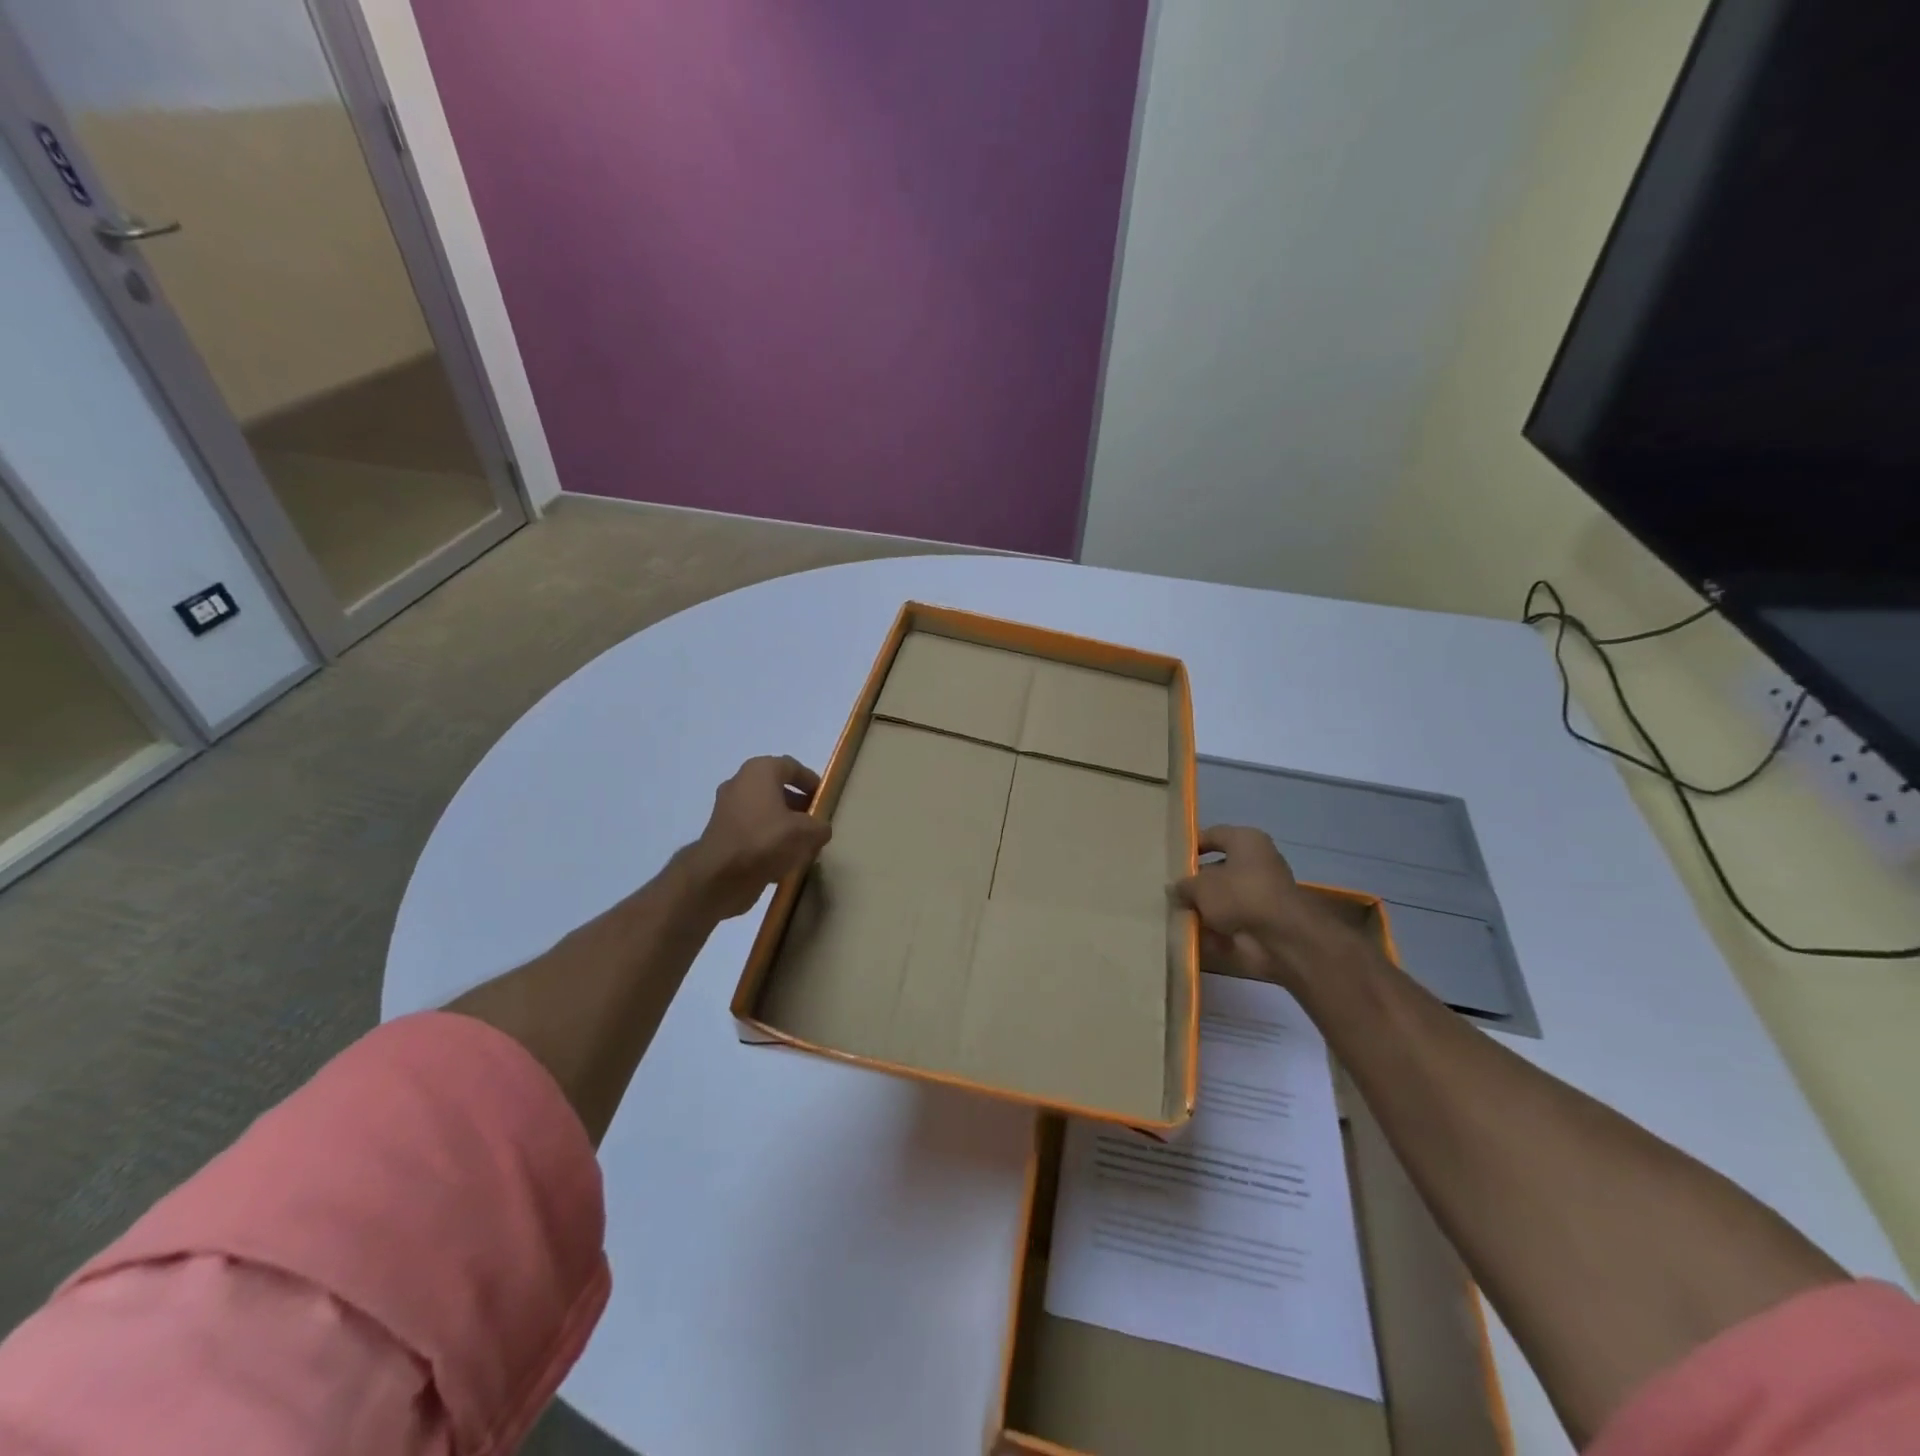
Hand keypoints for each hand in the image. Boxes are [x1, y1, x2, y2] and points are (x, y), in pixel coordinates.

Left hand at [684, 756, 832, 918]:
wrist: (718, 876)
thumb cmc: (765, 840)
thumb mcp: (807, 832)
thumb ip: (820, 826)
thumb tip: (820, 829)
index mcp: (760, 771)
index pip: (792, 767)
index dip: (811, 781)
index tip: (825, 798)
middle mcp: (740, 783)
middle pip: (777, 789)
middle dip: (798, 805)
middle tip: (815, 821)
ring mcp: (727, 808)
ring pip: (764, 811)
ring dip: (784, 824)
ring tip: (802, 844)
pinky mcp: (721, 833)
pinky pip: (752, 829)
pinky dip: (767, 839)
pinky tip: (782, 860)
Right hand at [1174, 825, 1359, 990]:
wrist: (1279, 937)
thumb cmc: (1239, 894)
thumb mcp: (1200, 885)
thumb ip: (1184, 885)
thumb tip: (1174, 888)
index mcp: (1246, 840)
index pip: (1213, 835)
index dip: (1191, 845)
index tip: (1170, 859)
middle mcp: (1257, 861)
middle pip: (1218, 866)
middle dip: (1195, 880)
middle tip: (1169, 889)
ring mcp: (1262, 891)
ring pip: (1224, 894)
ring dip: (1203, 904)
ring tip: (1175, 911)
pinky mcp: (1263, 918)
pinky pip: (1232, 916)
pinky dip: (1215, 924)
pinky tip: (1192, 930)